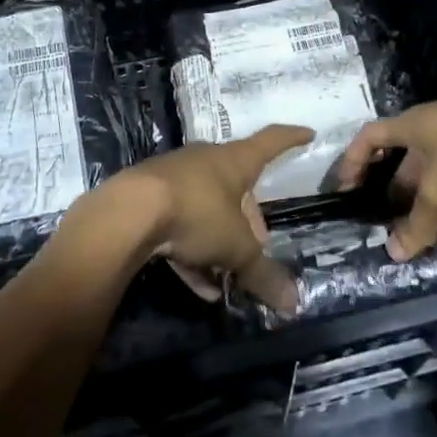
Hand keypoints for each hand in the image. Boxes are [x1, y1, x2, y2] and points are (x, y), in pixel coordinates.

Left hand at [95, 125, 313, 312]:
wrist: (128, 213)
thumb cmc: (197, 213)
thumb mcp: (236, 248)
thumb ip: (263, 274)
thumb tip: (293, 303)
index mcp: (234, 161)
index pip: (271, 142)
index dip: (291, 139)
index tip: (308, 134)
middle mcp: (205, 162)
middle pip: (236, 184)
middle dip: (249, 217)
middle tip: (257, 246)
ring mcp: (175, 178)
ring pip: (207, 207)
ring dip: (219, 240)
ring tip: (228, 276)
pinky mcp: (149, 199)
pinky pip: (180, 226)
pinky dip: (193, 253)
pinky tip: (200, 286)